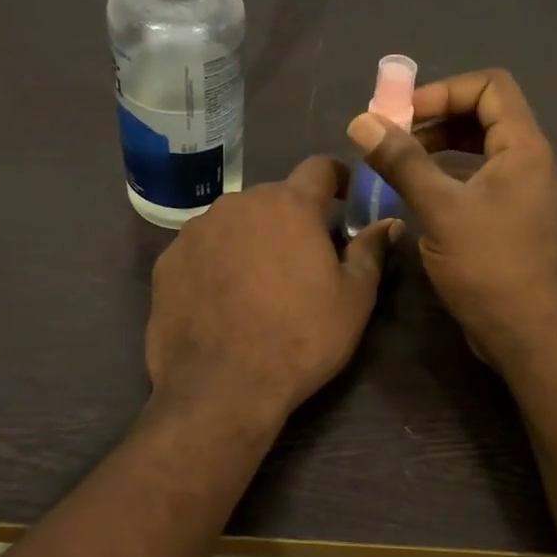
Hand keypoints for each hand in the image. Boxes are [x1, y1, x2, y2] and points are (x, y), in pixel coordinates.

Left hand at [146, 157, 399, 425]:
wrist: (221, 388)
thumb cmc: (300, 338)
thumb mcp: (354, 299)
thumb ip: (370, 251)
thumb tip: (389, 222)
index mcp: (289, 204)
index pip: (319, 167)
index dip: (338, 178)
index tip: (346, 198)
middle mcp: (238, 203)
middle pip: (274, 198)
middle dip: (292, 219)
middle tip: (304, 258)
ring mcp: (196, 230)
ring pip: (235, 222)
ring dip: (252, 238)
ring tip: (259, 283)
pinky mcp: (167, 261)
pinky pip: (202, 249)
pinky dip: (217, 262)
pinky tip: (222, 299)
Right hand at [346, 69, 556, 371]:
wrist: (527, 334)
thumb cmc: (489, 267)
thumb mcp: (440, 209)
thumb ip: (402, 162)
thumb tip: (362, 121)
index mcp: (523, 147)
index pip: (490, 85)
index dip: (445, 90)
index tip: (404, 114)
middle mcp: (527, 160)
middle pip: (483, 112)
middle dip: (436, 116)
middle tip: (393, 136)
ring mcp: (519, 189)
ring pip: (477, 146)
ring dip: (437, 145)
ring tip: (398, 161)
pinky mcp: (507, 215)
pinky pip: (476, 176)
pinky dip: (445, 172)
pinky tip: (416, 191)